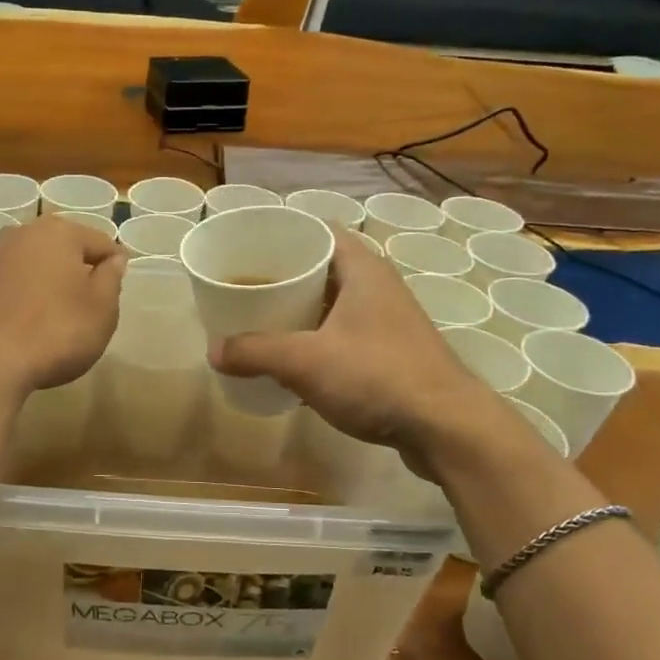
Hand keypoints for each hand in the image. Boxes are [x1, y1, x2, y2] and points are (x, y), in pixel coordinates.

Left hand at [0, 216, 126, 397]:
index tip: (117, 288)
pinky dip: (11, 298)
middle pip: (58, 248)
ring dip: (39, 282)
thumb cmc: (55, 332)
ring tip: (48, 316)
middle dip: (73, 270)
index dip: (114, 264)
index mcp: (58, 233)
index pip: (99, 242)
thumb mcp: (102, 310)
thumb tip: (113, 259)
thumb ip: (111, 279)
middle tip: (84, 303)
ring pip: (25, 265)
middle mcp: (18, 234)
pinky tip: (16, 325)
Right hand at [209, 231, 521, 471]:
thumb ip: (256, 352)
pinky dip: (318, 339)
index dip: (286, 234)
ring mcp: (389, 322)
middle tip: (246, 287)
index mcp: (362, 270)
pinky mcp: (392, 354)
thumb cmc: (376, 376)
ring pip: (334, 304)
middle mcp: (378, 287)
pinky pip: (345, 334)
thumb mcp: (305, 361)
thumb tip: (213, 351)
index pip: (321, 232)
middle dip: (285, 276)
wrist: (446, 428)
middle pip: (324, 268)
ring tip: (261, 322)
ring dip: (301, 311)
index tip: (249, 248)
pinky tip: (294, 361)